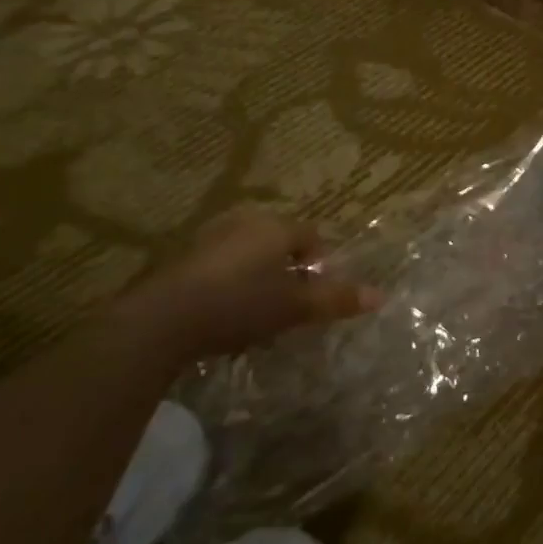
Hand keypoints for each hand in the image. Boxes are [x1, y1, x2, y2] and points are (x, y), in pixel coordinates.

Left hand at [116, 206, 380, 363]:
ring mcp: (209, 238)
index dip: (319, 263)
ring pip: (248, 253)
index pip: (311, 236)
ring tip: (258, 310)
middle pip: (278, 241)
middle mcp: (244, 223)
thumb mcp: (294, 307)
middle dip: (287, 268)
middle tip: (290, 301)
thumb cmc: (239, 304)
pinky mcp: (181, 259)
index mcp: (275, 226)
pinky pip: (220, 265)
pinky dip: (229, 283)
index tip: (317, 292)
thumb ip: (336, 300)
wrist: (161, 320)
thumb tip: (381, 296)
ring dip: (257, 276)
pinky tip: (225, 312)